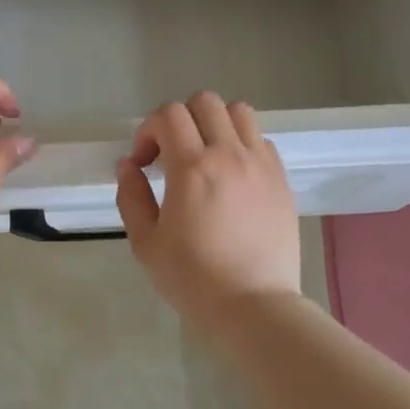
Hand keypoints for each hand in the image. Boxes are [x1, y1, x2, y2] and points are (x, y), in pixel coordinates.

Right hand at [116, 92, 300, 323]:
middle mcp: (229, 155)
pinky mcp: (281, 180)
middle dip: (179, 120)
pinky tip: (232, 176)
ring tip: (205, 156)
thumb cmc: (192, 278)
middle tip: (171, 154)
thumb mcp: (145, 242)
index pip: (168, 115)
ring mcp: (261, 165)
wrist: (253, 306)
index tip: (143, 163)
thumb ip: (131, 196)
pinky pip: (261, 140)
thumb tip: (129, 166)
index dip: (147, 131)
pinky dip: (241, 144)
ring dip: (215, 124)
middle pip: (204, 102)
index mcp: (192, 168)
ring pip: (239, 112)